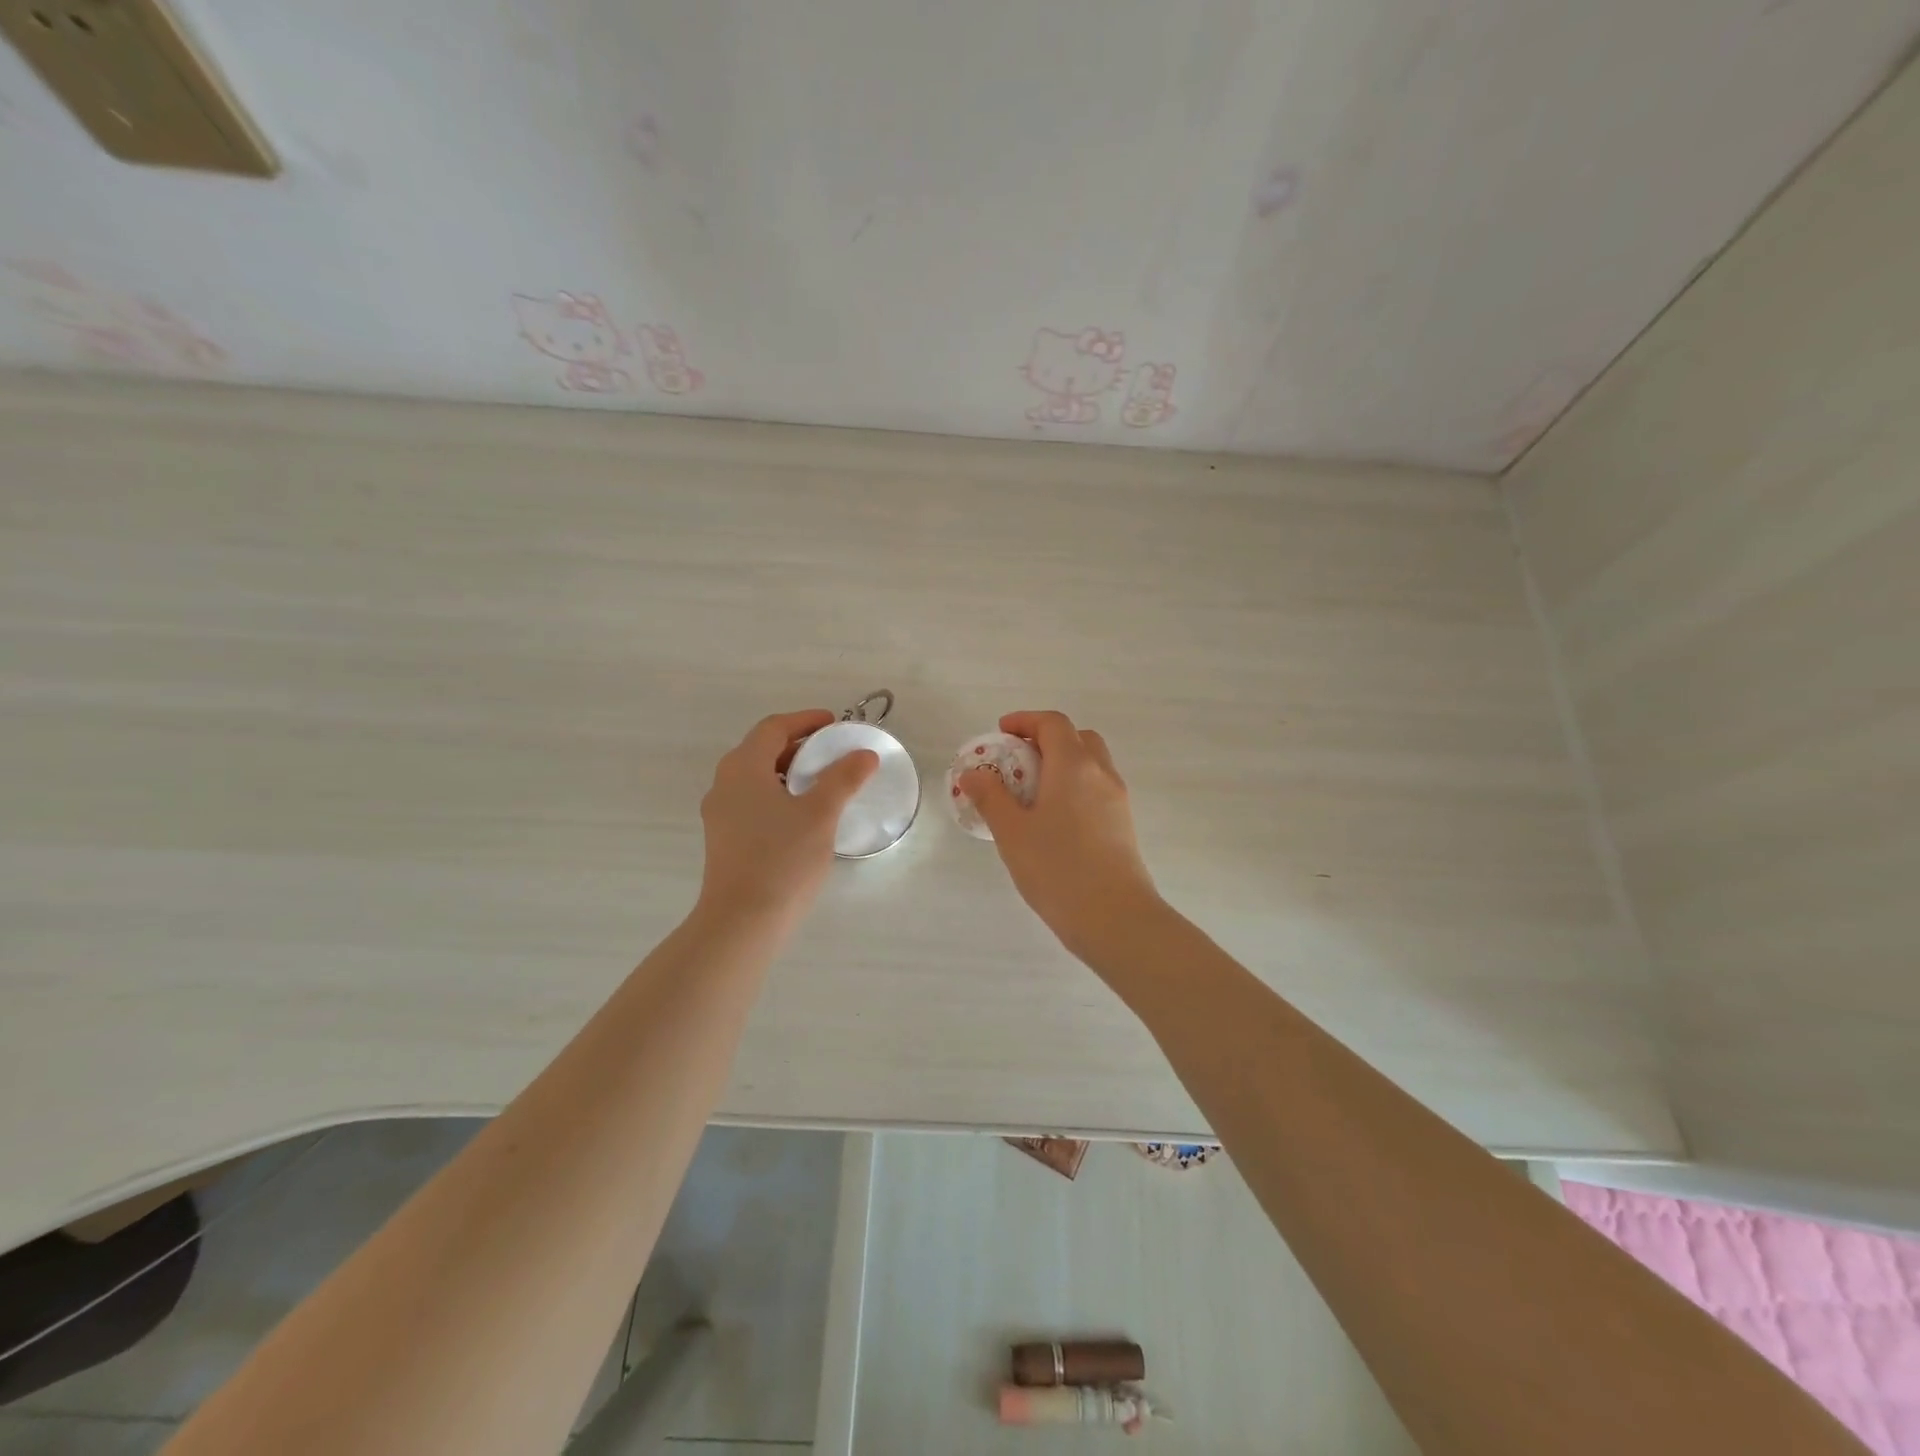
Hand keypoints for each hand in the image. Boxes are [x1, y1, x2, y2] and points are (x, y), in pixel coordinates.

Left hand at [697, 709, 877, 923]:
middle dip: (799, 746)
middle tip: (833, 752)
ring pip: (757, 779)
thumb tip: (865, 755)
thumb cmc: (782, 859)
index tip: (834, 724)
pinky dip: (779, 796)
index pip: (773, 728)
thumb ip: (843, 778)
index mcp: (743, 768)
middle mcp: (724, 785)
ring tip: (823, 783)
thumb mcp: (820, 814)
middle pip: (762, 751)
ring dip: (789, 772)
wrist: (741, 922)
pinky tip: (803, 817)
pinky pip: (753, 803)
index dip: (805, 721)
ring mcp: (720, 815)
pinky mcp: (725, 841)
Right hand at [962, 710, 1161, 959]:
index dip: (1025, 720)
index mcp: (1073, 765)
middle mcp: (1100, 774)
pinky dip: (1074, 787)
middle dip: (1046, 739)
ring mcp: (1117, 800)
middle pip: (1077, 738)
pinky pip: (1096, 789)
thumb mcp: (1012, 832)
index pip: (1053, 723)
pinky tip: (1053, 820)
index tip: (1001, 732)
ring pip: (1091, 764)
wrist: (1115, 917)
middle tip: (1017, 760)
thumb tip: (973, 773)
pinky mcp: (1123, 824)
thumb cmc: (1057, 869)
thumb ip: (990, 797)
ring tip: (1031, 792)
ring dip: (1062, 764)